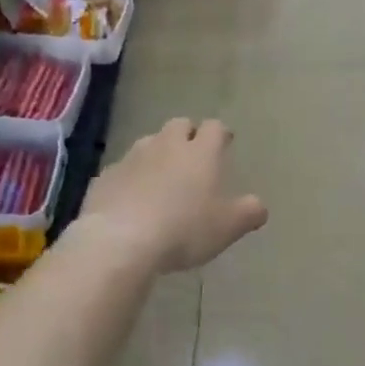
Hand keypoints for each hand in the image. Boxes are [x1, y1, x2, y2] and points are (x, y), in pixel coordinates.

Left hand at [79, 118, 267, 272]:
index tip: (225, 143)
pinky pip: (122, 170)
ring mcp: (132, 158)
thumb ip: (250, 212)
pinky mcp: (105, 177)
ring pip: (148, 143)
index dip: (221, 134)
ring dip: (158, 153)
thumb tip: (259, 206)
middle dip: (188, 135)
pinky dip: (131, 178)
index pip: (215, 128)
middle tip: (193, 155)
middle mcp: (166, 145)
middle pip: (179, 125)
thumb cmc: (185, 229)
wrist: (120, 240)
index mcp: (201, 152)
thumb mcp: (229, 226)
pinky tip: (132, 199)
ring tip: (162, 176)